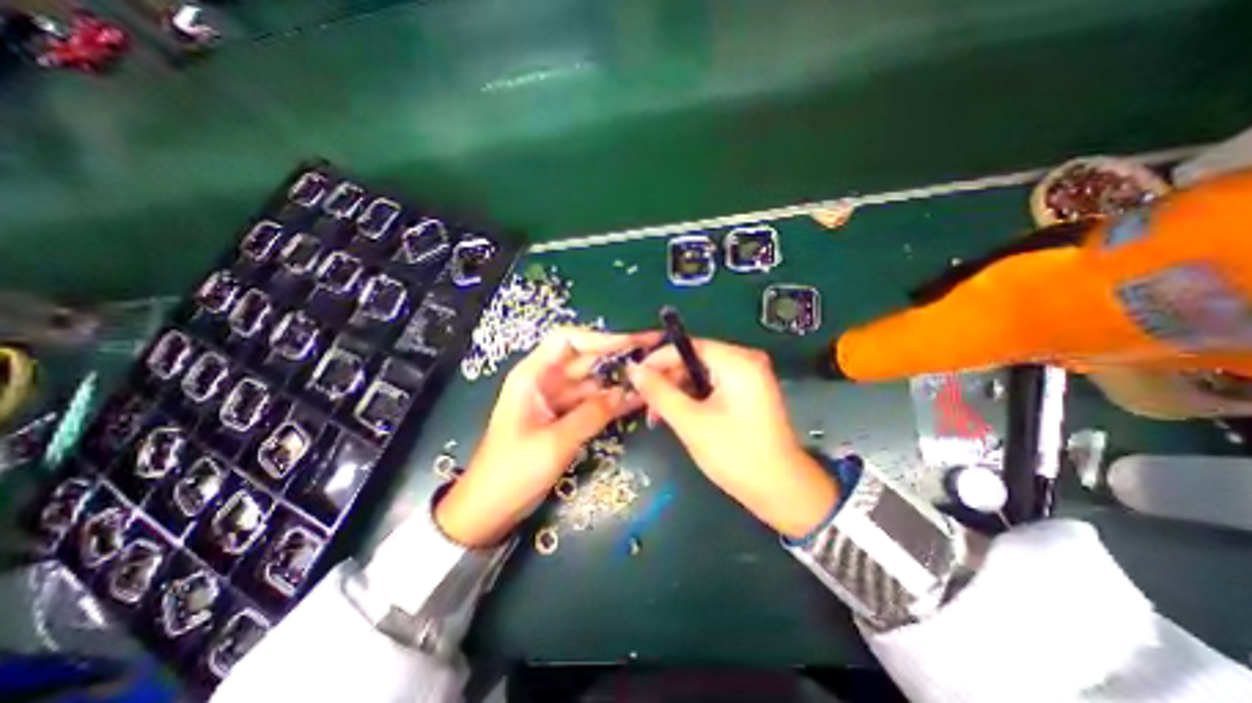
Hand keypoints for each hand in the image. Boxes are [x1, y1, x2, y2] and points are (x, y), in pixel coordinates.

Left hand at [435, 326, 657, 544]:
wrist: (490, 507)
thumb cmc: (512, 471)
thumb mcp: (554, 442)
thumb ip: (591, 415)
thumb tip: (625, 393)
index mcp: (533, 375)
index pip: (568, 340)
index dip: (600, 337)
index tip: (632, 342)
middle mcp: (546, 380)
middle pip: (585, 358)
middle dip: (618, 354)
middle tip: (653, 352)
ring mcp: (557, 399)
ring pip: (593, 380)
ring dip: (619, 379)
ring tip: (652, 378)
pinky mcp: (565, 417)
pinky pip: (592, 402)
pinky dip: (612, 401)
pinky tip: (637, 400)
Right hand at [625, 341, 839, 537]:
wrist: (781, 491)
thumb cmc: (736, 454)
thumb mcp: (691, 422)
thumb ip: (659, 392)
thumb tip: (633, 370)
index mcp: (737, 362)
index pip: (688, 345)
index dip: (658, 359)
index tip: (634, 376)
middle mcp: (745, 361)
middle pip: (694, 358)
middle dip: (667, 379)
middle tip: (645, 402)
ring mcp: (749, 377)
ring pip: (701, 374)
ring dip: (677, 391)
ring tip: (658, 415)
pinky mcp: (748, 393)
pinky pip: (712, 385)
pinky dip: (693, 398)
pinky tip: (677, 415)